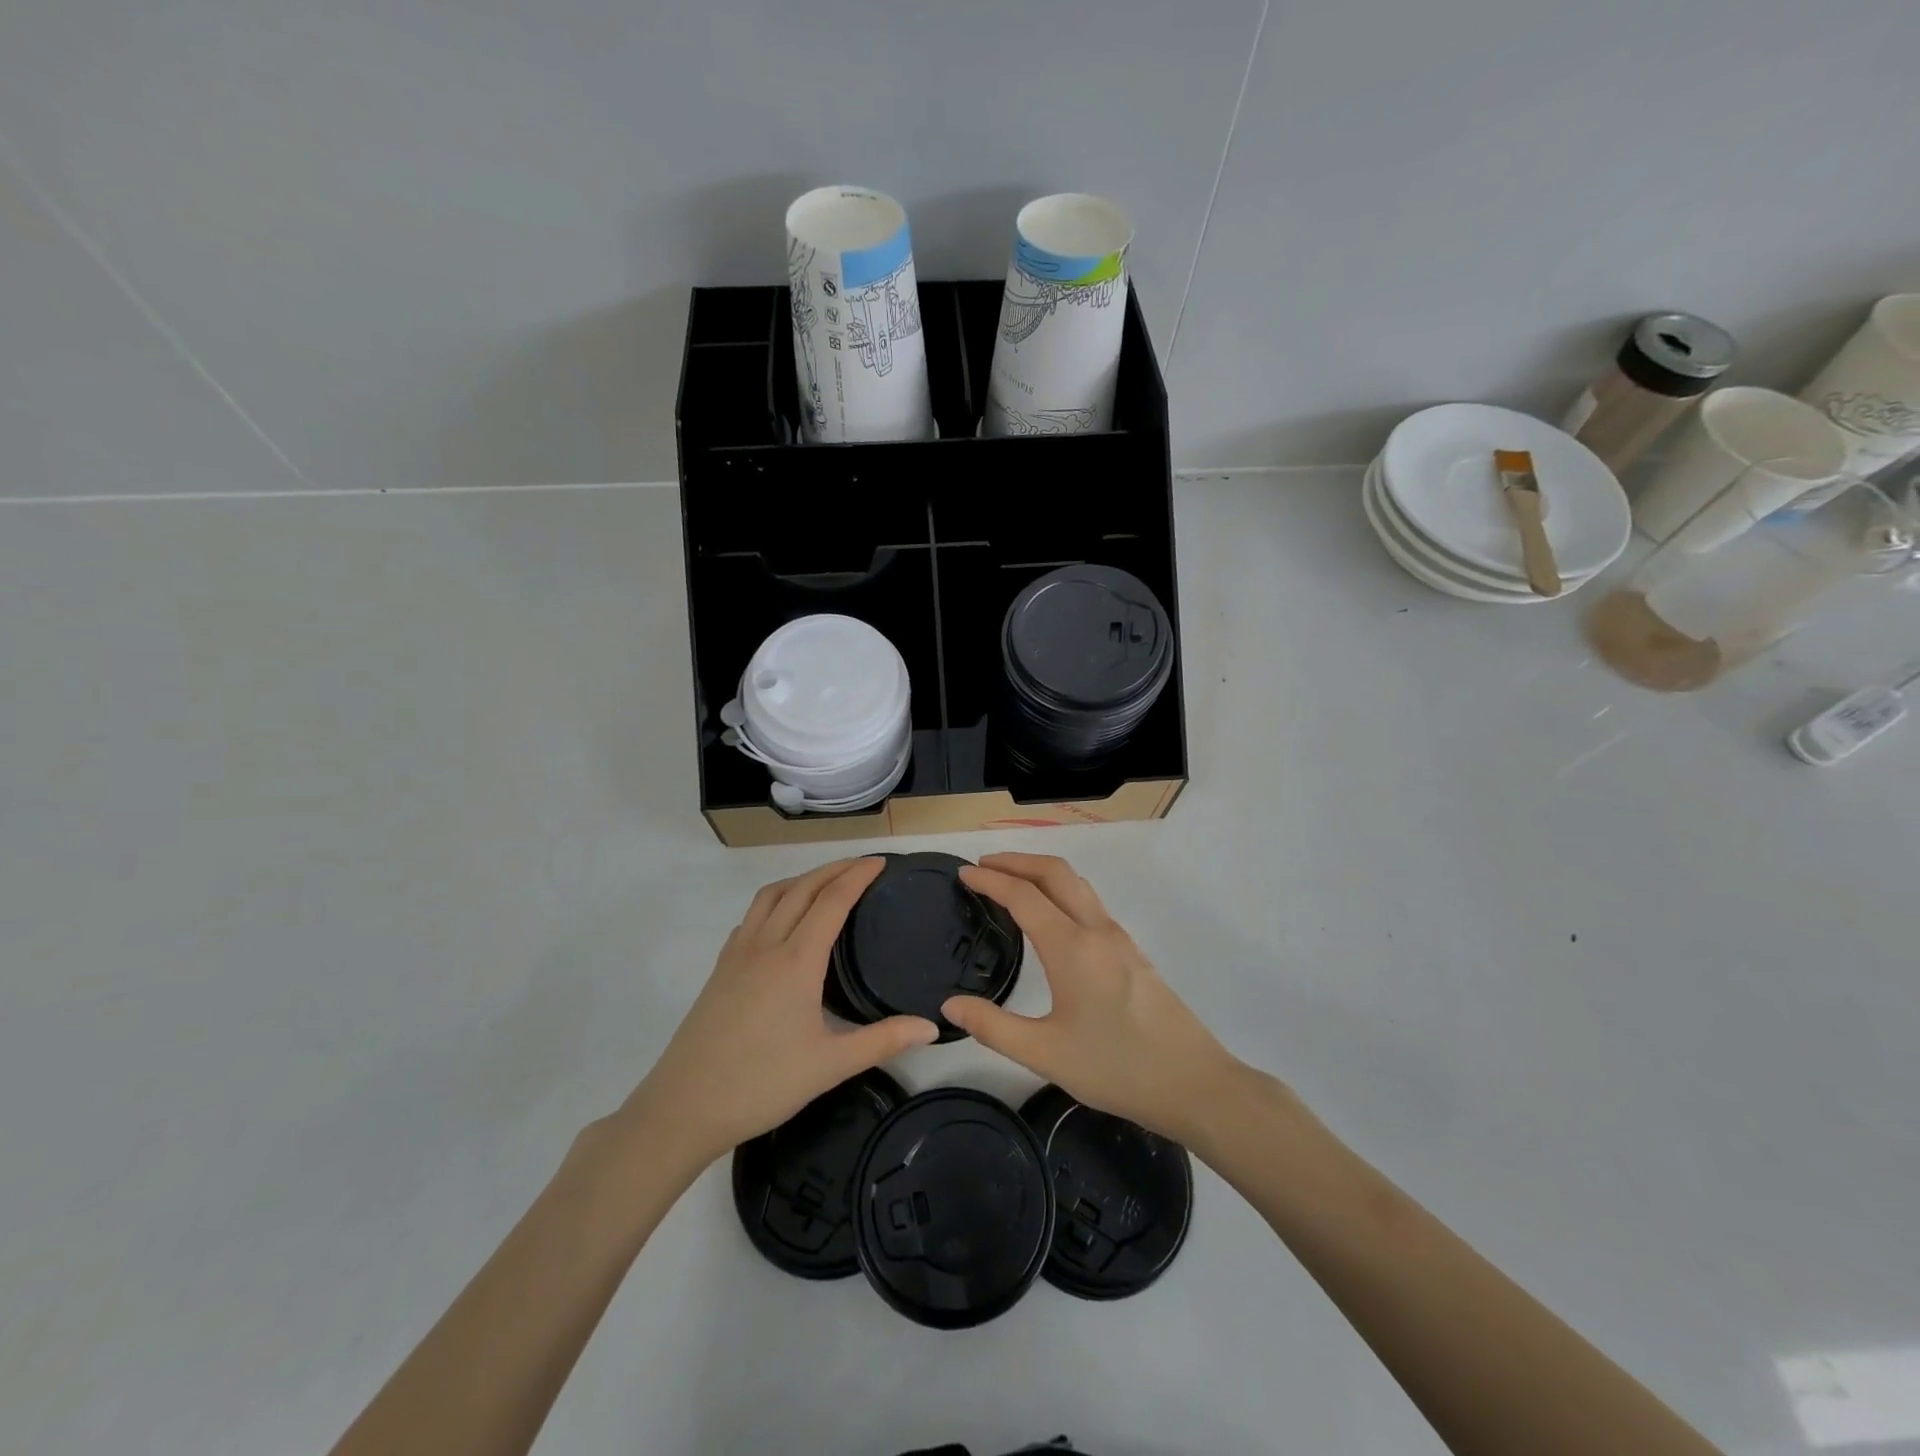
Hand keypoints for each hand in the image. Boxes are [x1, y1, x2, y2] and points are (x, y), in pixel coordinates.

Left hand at [624, 858, 937, 1168]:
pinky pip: (751, 917)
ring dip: (802, 879)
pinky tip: (782, 921)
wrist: (683, 1107)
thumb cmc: (762, 1084)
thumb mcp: (831, 1065)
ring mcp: (737, 954)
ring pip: (771, 896)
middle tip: (862, 864)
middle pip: (802, 888)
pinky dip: (775, 901)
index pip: (832, 901)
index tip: (881, 862)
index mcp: (796, 960)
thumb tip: (931, 1026)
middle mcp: (766, 944)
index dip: (858, 876)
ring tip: (826, 883)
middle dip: (834, 869)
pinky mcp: (720, 969)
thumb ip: (883, 1040)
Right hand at [942, 853, 1244, 1146]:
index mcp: (1071, 947)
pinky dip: (1060, 890)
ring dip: (1041, 872)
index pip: (1023, 896)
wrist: (1193, 1082)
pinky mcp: (1132, 951)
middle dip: (1016, 861)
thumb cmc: (1116, 1067)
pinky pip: (1089, 902)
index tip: (963, 875)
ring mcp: (1118, 937)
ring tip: (1011, 881)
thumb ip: (993, 1027)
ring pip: (1076, 883)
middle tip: (983, 867)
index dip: (990, 881)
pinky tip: (1051, 915)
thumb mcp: (1045, 1053)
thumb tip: (950, 1006)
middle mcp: (1096, 930)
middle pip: (1054, 872)